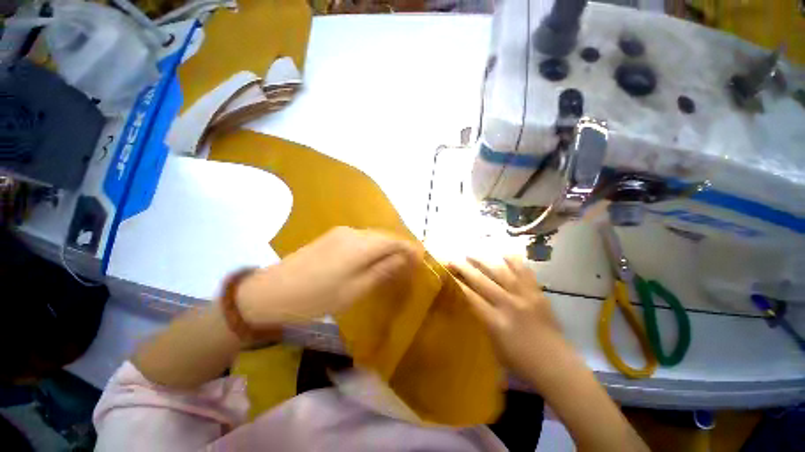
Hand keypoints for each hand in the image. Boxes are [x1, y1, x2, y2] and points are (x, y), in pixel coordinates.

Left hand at [236, 226, 422, 327]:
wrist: (270, 292)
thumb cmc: (317, 297)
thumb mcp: (355, 290)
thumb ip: (382, 271)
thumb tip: (404, 260)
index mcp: (361, 245)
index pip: (394, 240)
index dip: (410, 248)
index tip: (422, 258)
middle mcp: (353, 232)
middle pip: (384, 236)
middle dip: (399, 248)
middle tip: (409, 264)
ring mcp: (340, 232)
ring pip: (372, 237)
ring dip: (385, 248)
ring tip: (393, 263)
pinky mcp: (331, 237)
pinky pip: (360, 239)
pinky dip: (372, 248)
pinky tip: (371, 260)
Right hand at [448, 256, 570, 378]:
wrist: (557, 366)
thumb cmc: (521, 362)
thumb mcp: (494, 346)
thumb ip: (482, 322)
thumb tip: (471, 303)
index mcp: (496, 322)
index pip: (471, 297)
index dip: (458, 284)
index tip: (448, 274)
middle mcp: (509, 305)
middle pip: (482, 281)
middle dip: (464, 268)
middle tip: (453, 260)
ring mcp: (525, 297)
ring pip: (501, 272)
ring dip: (484, 261)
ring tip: (471, 254)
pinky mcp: (538, 294)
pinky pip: (524, 272)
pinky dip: (513, 261)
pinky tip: (503, 254)